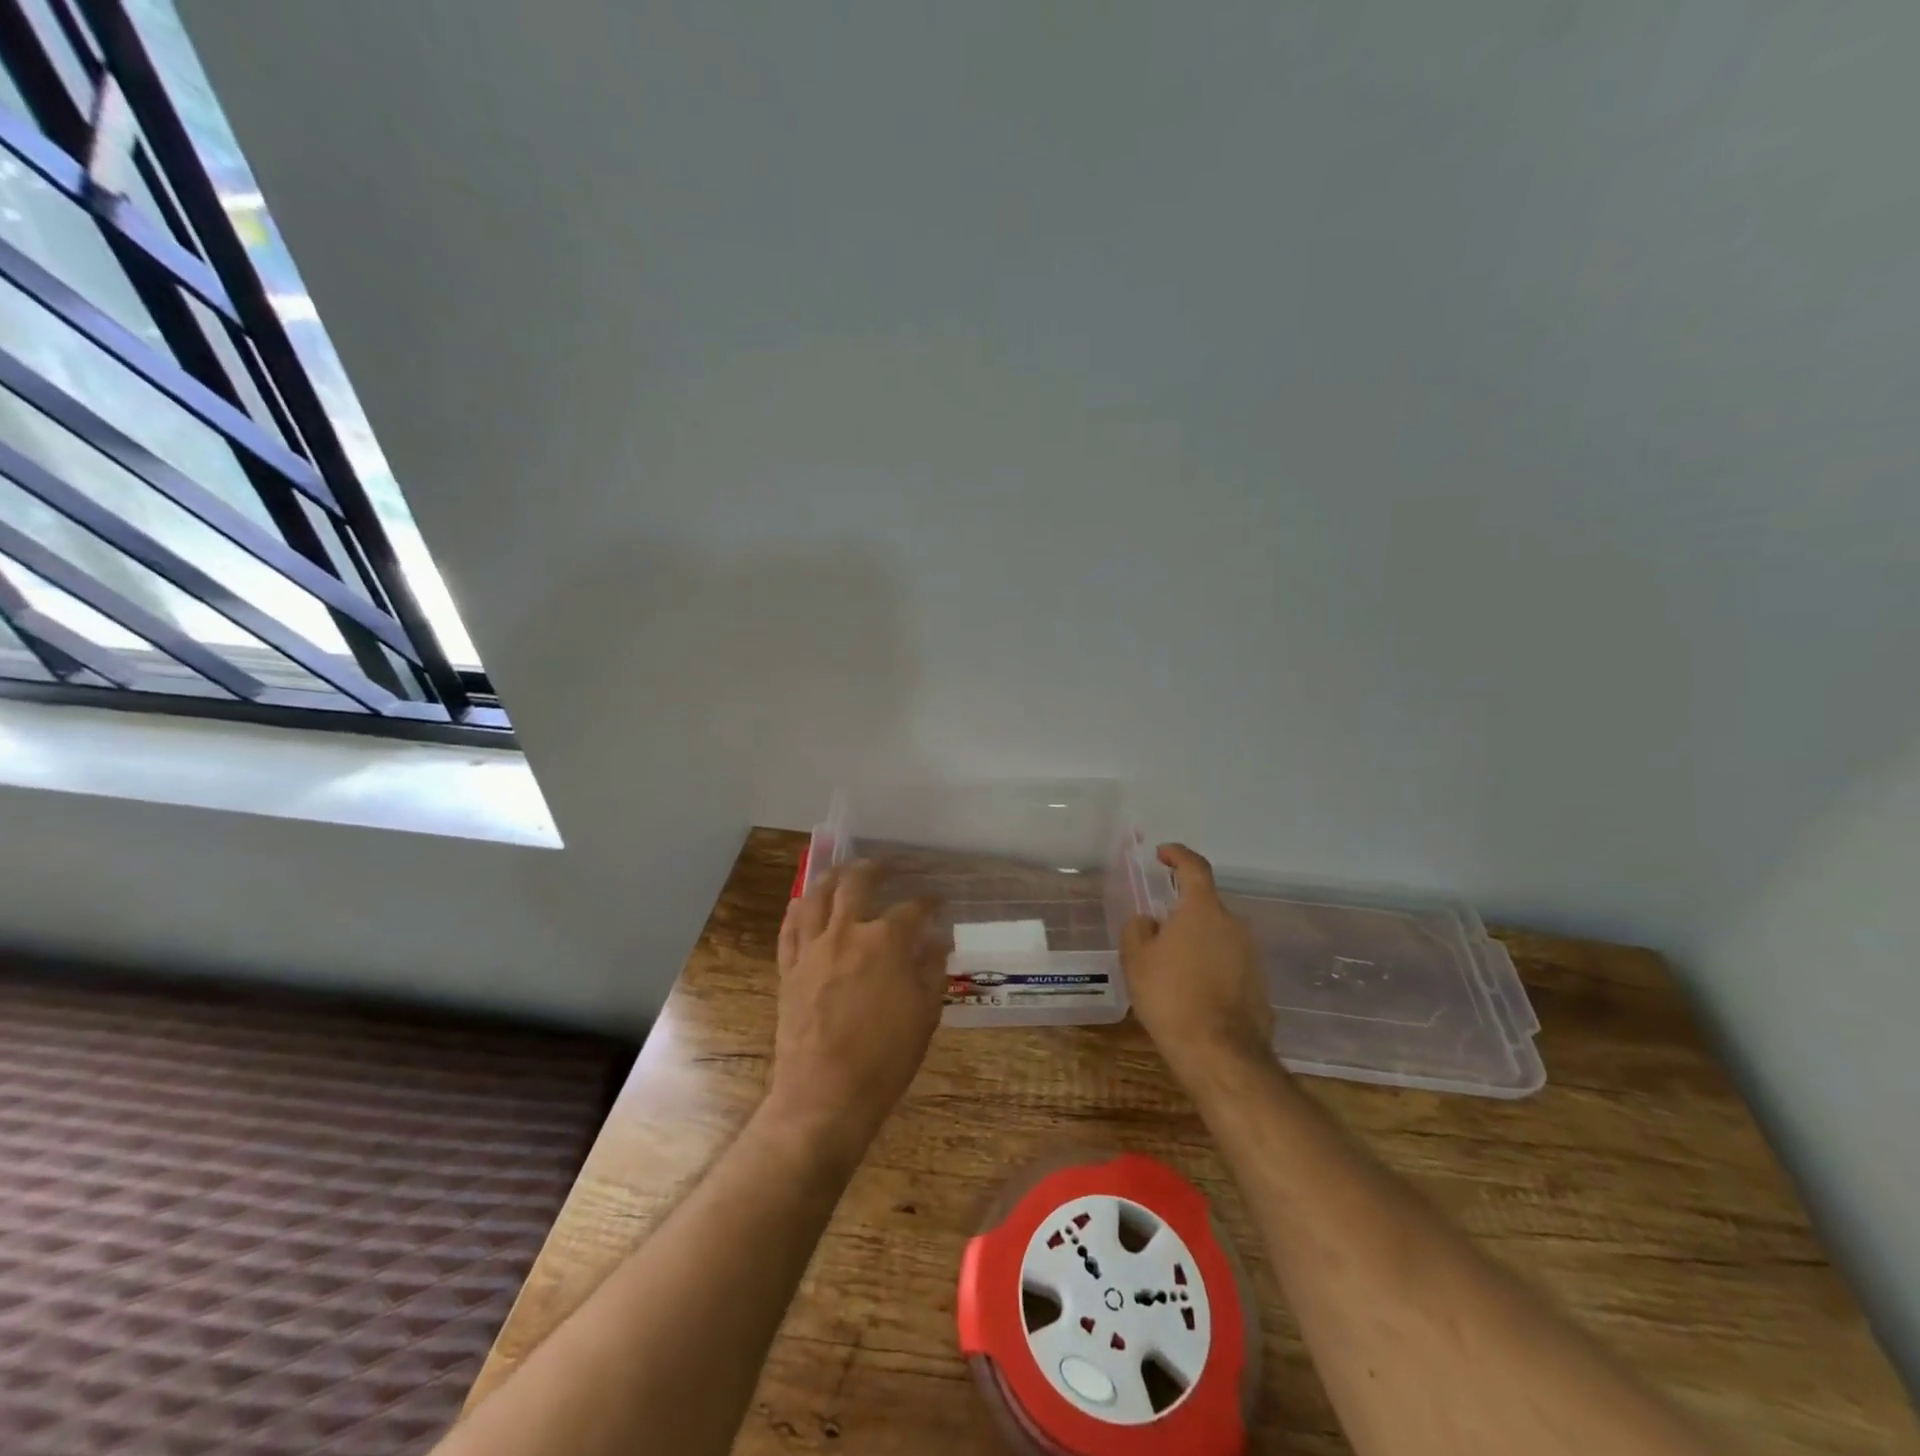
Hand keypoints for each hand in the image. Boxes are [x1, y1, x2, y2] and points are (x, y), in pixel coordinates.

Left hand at [768, 861, 947, 1165]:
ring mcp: (812, 949)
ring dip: (830, 878)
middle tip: (883, 866)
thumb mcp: (925, 1013)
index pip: (912, 909)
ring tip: (841, 871)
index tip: (936, 902)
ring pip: (816, 896)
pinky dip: (797, 909)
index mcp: (886, 942)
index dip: (927, 903)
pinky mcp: (789, 969)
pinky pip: (789, 928)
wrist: (825, 1095)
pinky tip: (802, 902)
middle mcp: (846, 933)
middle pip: (856, 884)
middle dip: (873, 869)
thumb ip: (932, 969)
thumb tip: (938, 940)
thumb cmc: (885, 1058)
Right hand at [1122, 844, 1274, 1079]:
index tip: (1163, 853)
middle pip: (1204, 907)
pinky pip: (1229, 963)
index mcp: (1203, 910)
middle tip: (1157, 934)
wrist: (1220, 1053)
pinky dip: (1211, 968)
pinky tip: (1193, 993)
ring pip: (1217, 936)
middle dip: (1182, 914)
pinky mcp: (1260, 984)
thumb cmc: (1171, 997)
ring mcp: (1251, 955)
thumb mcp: (1136, 959)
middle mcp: (1233, 924)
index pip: (1194, 867)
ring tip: (1172, 969)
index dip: (1178, 855)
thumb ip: (1138, 929)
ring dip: (1196, 943)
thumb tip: (1150, 922)